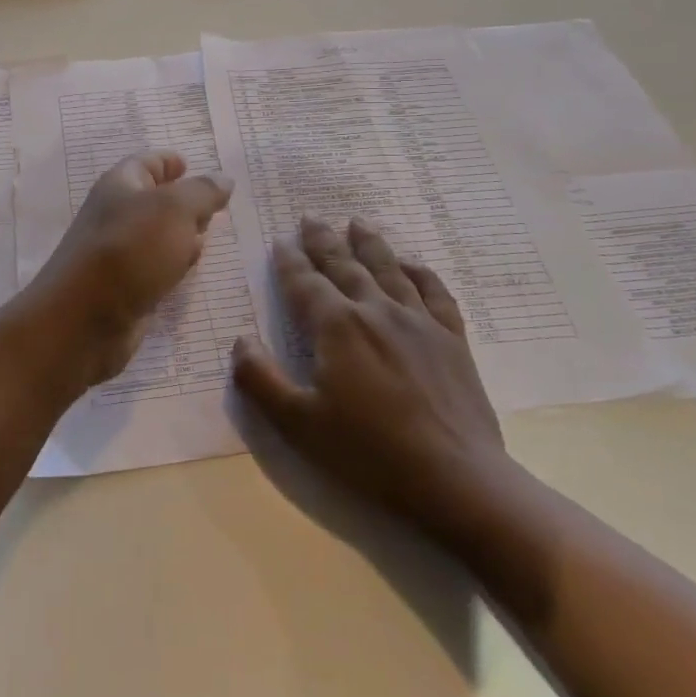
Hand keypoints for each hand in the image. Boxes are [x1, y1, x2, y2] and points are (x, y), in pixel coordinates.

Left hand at [26, 152, 233, 382]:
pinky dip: (173, 265)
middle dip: (184, 201)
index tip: (191, 165)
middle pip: (153, 200)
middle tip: (215, 207)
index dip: (169, 161)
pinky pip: (154, 267)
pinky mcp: (124, 286)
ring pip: (156, 236)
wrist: (85, 318)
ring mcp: (118, 253)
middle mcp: (116, 214)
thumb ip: (203, 192)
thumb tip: (223, 179)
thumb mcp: (175, 209)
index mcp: (120, 185)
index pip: (147, 162)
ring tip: (210, 237)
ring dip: (182, 235)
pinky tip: (189, 271)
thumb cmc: (131, 250)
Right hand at [232, 216, 509, 528]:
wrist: (454, 478)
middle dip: (324, 241)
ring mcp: (418, 321)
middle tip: (310, 218)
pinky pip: (435, 292)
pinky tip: (413, 263)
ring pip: (389, 269)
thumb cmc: (367, 452)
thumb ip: (260, 379)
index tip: (280, 242)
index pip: (305, 283)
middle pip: (345, 266)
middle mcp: (376, 310)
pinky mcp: (452, 338)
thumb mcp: (297, 423)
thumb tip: (241, 340)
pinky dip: (421, 272)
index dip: (289, 262)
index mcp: (336, 326)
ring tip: (357, 222)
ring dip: (370, 243)